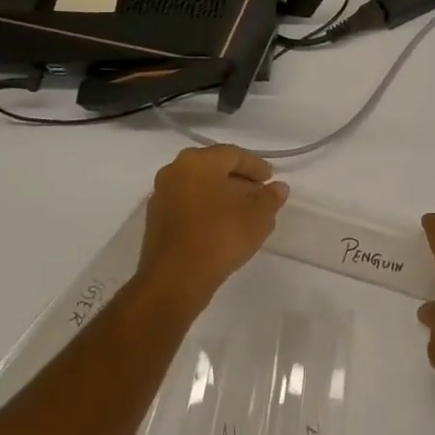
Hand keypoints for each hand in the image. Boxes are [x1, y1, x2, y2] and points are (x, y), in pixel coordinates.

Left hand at [135, 146, 287, 305]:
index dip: (256, 166)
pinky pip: (188, 204)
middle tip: (259, 193)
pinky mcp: (156, 220)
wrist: (175, 279)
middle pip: (213, 167)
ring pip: (199, 186)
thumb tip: (277, 188)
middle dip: (238, 179)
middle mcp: (174, 171)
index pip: (233, 154)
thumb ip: (271, 197)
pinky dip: (206, 208)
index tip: (271, 180)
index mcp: (198, 162)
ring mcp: (161, 196)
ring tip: (244, 212)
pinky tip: (222, 225)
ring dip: (222, 194)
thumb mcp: (258, 216)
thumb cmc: (220, 237)